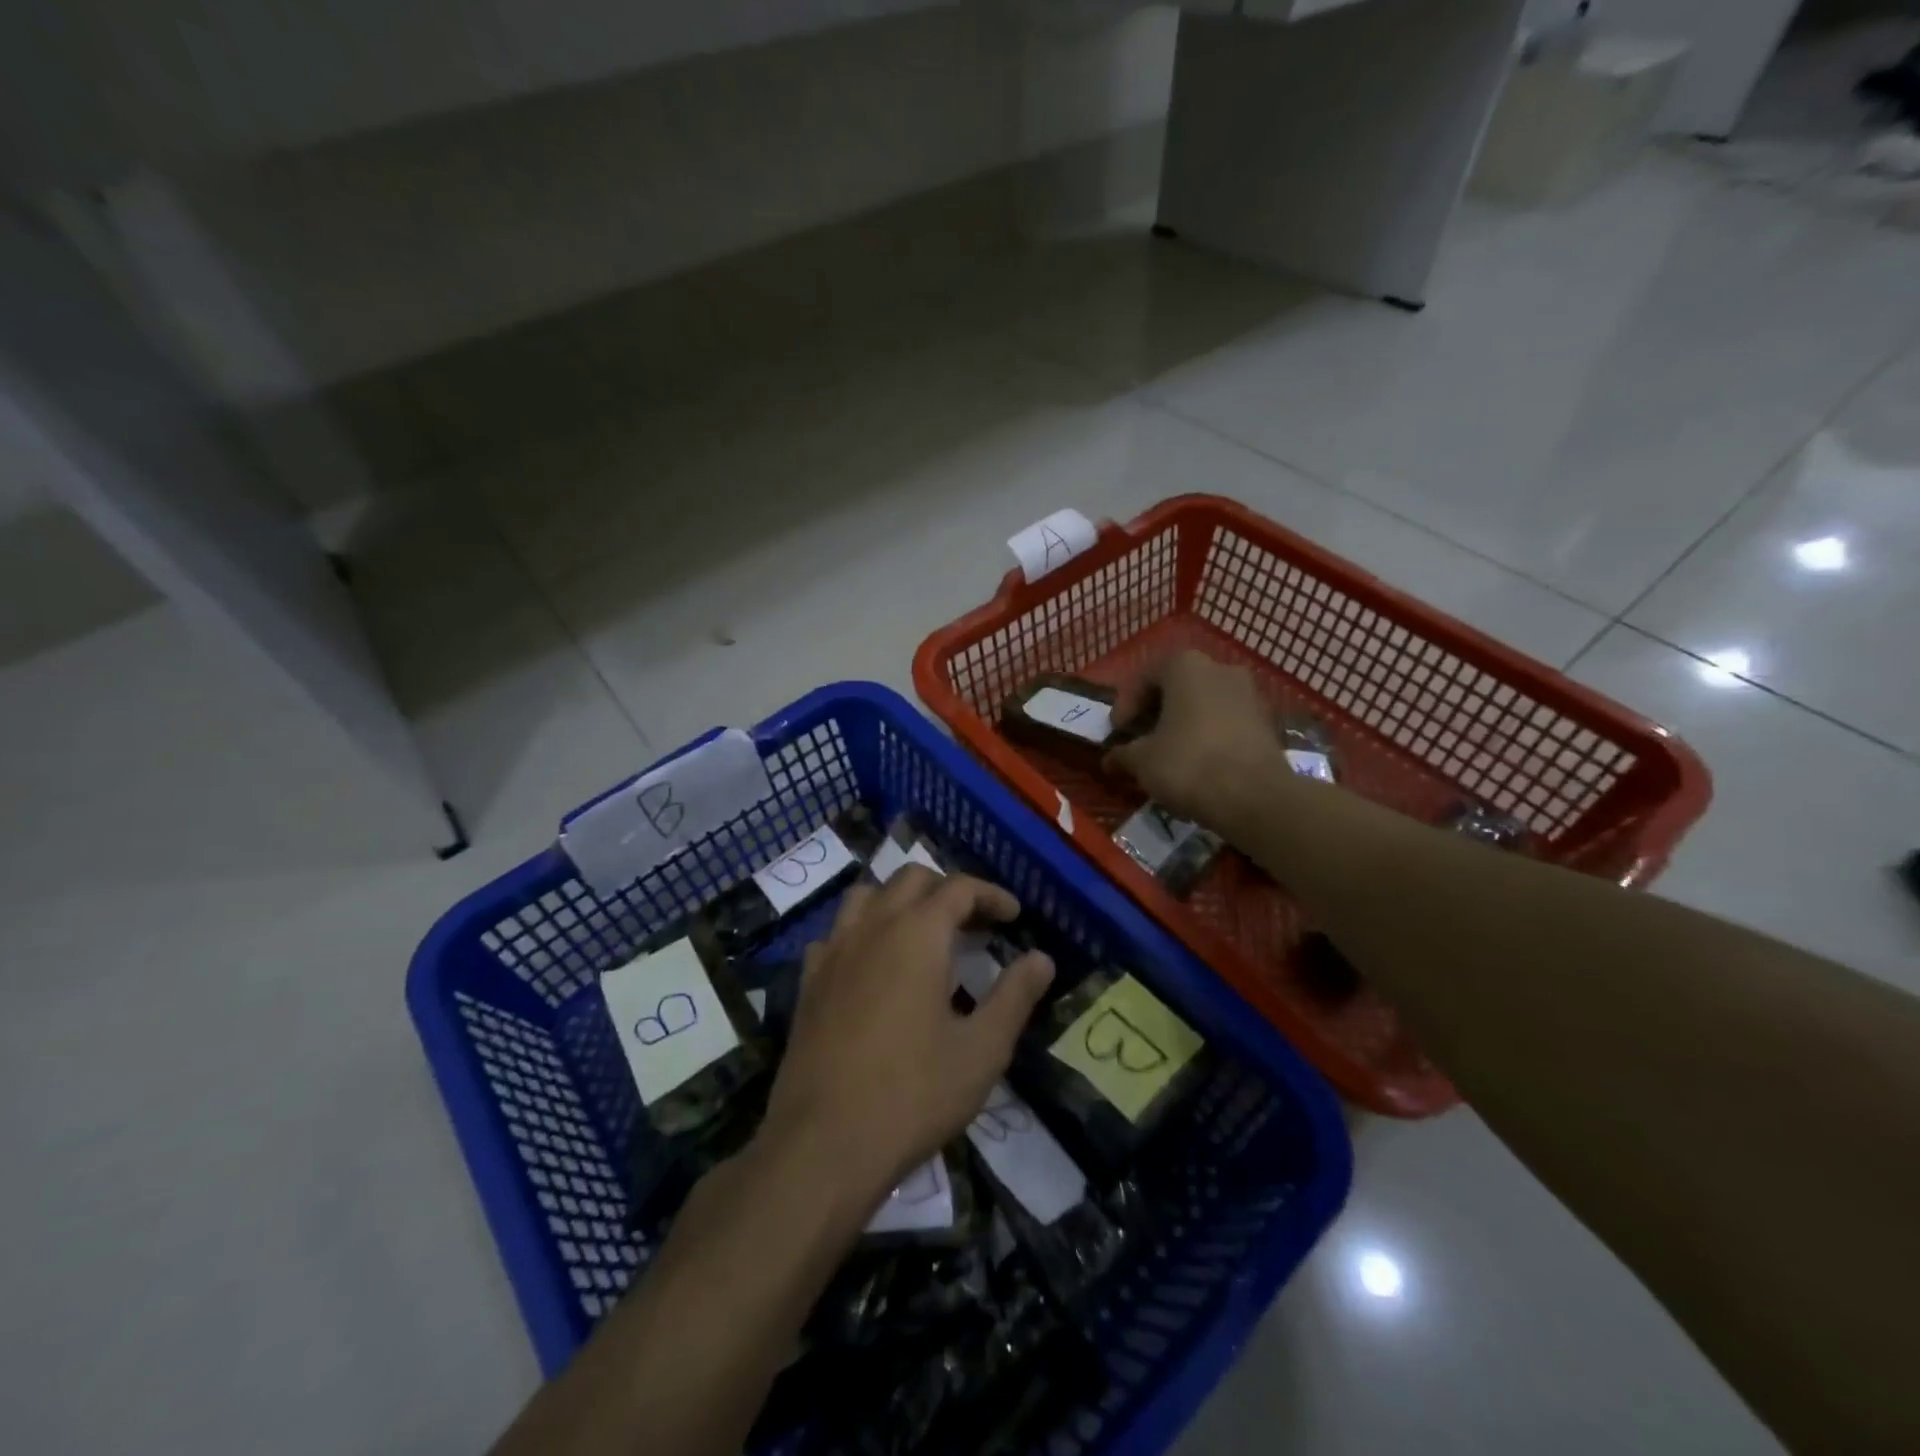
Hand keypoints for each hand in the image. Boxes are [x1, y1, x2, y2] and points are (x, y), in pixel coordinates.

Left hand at [760, 867, 1054, 1210]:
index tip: (1013, 917)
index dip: (990, 895)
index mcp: (918, 934)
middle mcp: (873, 927)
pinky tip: (874, 965)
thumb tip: (1042, 959)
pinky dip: (863, 931)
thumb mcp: (982, 1050)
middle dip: (948, 891)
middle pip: (911, 879)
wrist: (823, 1144)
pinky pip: (837, 933)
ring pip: (868, 895)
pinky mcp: (809, 981)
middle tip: (975, 925)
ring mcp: (834, 951)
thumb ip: (1015, 996)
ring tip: (924, 934)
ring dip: (901, 900)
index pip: (959, 888)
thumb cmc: (913, 1094)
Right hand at [1107, 650, 1280, 822]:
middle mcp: (1220, 668)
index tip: (1118, 733)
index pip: (1145, 678)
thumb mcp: (1141, 760)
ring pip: (1204, 705)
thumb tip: (1110, 759)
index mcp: (1186, 665)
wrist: (1255, 797)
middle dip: (1156, 713)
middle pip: (1178, 687)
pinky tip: (1198, 764)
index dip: (1126, 706)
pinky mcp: (1267, 722)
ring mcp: (1250, 693)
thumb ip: (1122, 754)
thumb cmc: (1188, 764)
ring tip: (1168, 755)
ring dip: (1183, 725)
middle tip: (1140, 741)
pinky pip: (1227, 722)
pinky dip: (1208, 737)